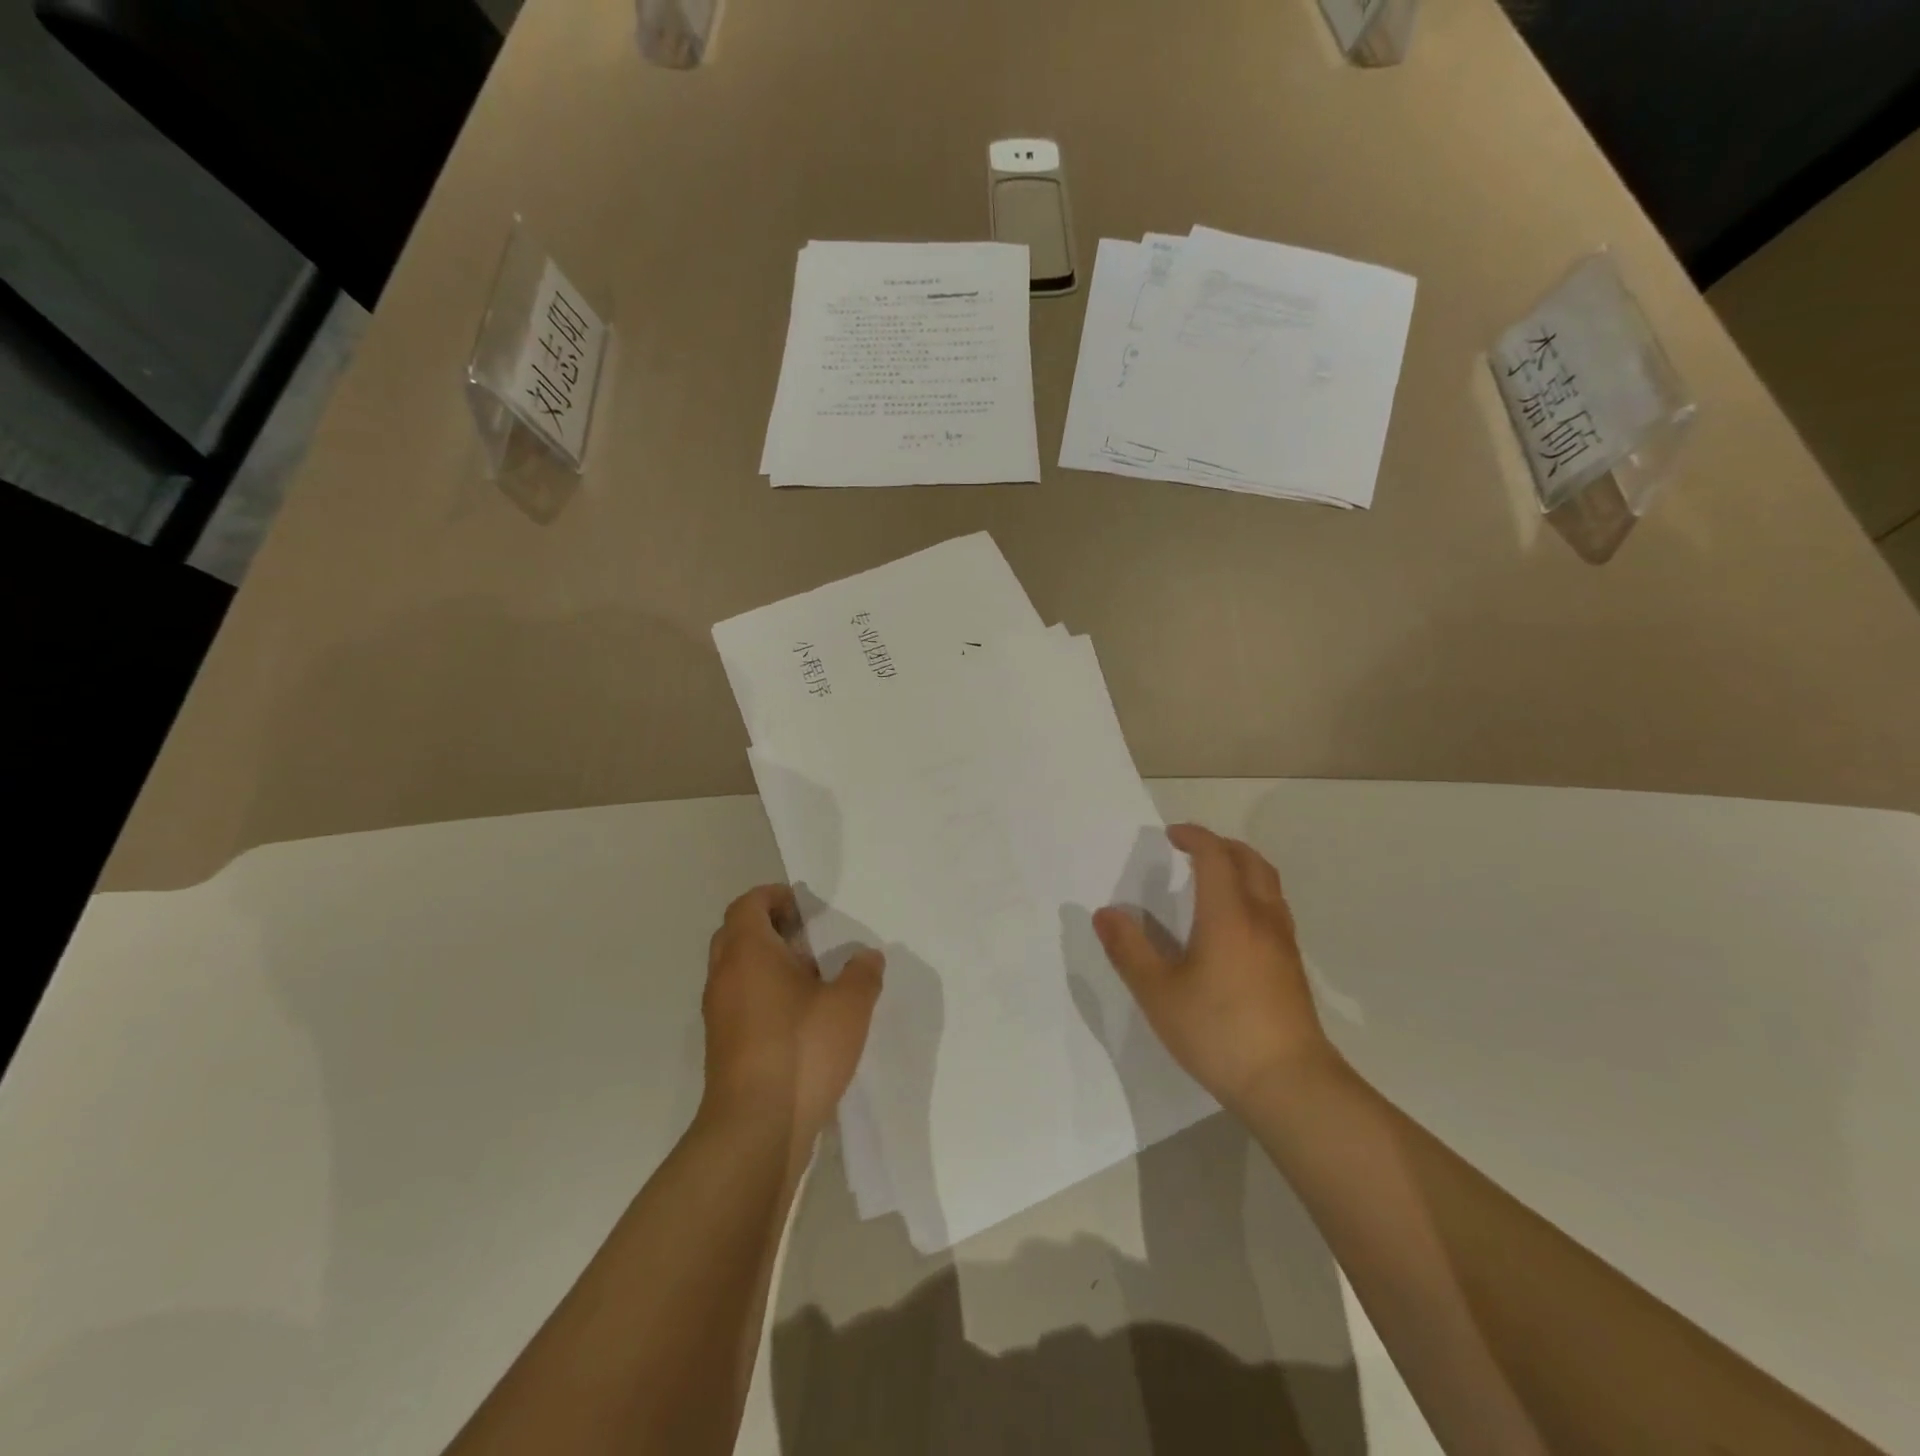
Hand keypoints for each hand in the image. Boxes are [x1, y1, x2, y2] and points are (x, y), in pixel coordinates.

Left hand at [699, 885, 884, 1157]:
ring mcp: (718, 1014)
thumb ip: (862, 974)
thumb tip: (867, 957)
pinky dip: (761, 993)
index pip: (748, 905)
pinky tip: (797, 1016)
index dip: (772, 896)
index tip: (802, 905)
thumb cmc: (802, 1049)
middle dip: (767, 926)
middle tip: (805, 936)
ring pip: (735, 969)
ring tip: (809, 977)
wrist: (755, 1127)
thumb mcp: (850, 1005)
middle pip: (735, 933)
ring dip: (765, 963)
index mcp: (748, 952)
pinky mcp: (721, 1046)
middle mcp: (724, 976)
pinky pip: (738, 1000)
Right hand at [1094, 824, 1334, 1118]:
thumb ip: (1129, 950)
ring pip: (1268, 885)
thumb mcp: (1157, 993)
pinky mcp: (1292, 968)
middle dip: (1221, 846)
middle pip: (1250, 861)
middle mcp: (1261, 918)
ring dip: (1241, 868)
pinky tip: (1234, 926)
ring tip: (1213, 881)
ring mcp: (1283, 944)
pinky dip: (1252, 895)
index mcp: (1228, 915)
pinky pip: (1273, 909)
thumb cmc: (1218, 1032)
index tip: (1171, 835)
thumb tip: (1105, 913)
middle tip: (1192, 850)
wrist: (1290, 1084)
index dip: (1194, 837)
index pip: (1215, 856)